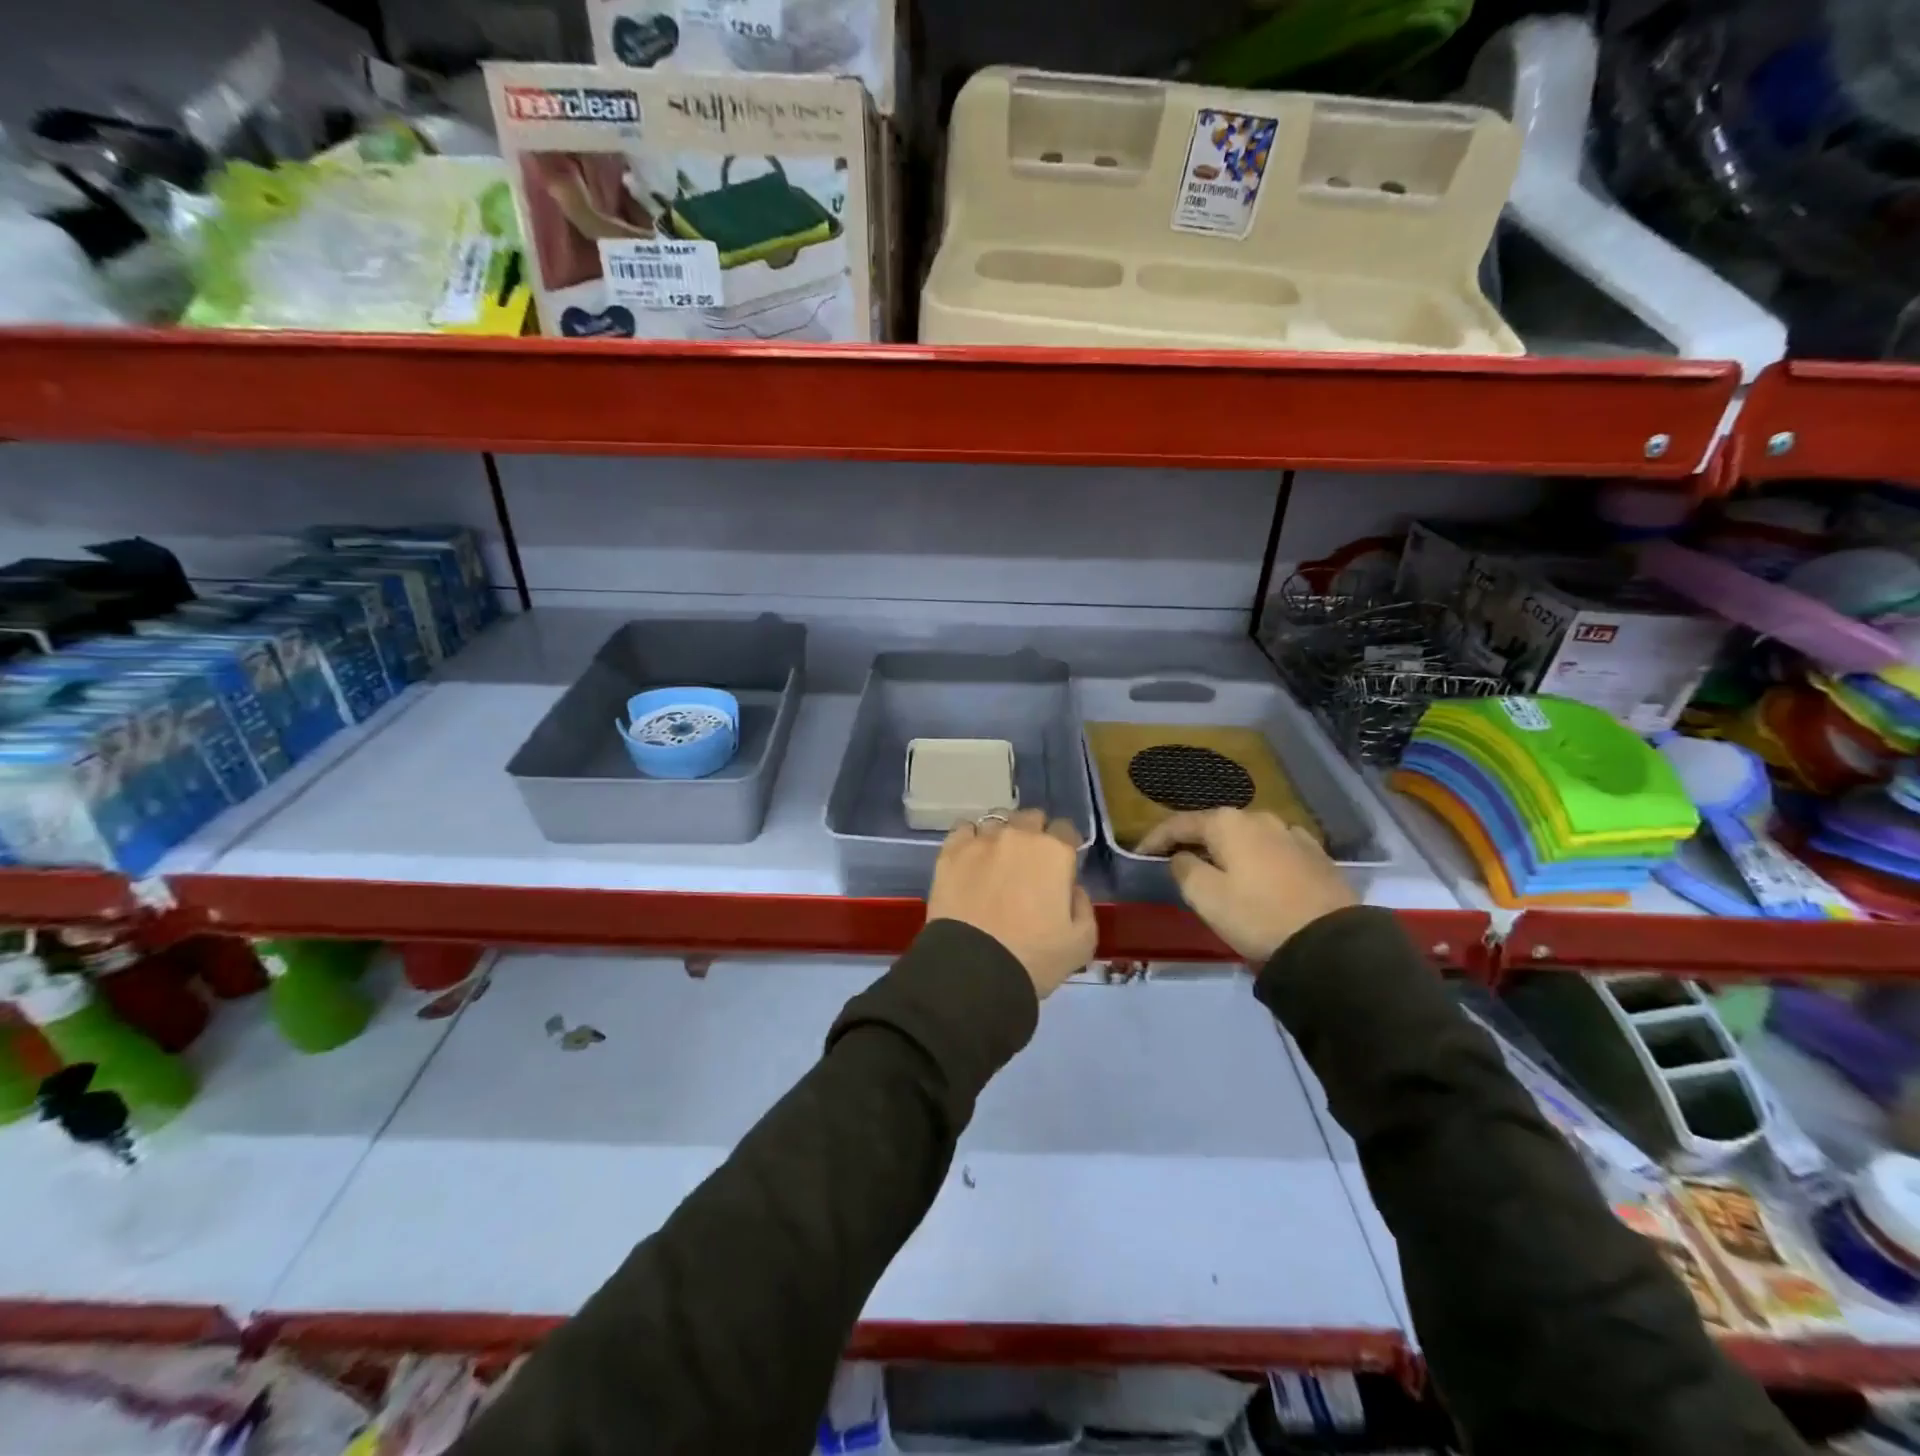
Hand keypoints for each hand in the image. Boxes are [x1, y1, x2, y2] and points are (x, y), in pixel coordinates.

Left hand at [927, 808, 1095, 999]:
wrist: (974, 969)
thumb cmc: (1034, 958)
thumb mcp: (1082, 942)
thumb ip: (1083, 906)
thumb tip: (1072, 888)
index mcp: (1055, 852)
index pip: (1066, 829)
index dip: (1065, 845)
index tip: (1060, 866)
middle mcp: (1019, 836)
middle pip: (1031, 818)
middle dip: (1034, 834)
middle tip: (1029, 864)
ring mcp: (982, 840)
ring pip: (997, 820)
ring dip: (1002, 834)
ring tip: (996, 859)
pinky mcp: (951, 851)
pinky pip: (964, 830)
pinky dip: (970, 839)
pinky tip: (970, 858)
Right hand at [1135, 809, 1356, 963]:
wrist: (1331, 943)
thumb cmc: (1257, 915)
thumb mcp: (1205, 896)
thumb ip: (1183, 869)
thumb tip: (1181, 857)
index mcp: (1228, 823)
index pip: (1180, 823)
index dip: (1155, 838)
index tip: (1139, 854)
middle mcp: (1260, 818)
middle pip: (1215, 826)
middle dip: (1193, 841)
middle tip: (1176, 861)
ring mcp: (1292, 834)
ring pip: (1247, 837)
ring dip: (1228, 850)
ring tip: (1217, 869)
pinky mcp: (1316, 855)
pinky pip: (1274, 850)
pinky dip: (1257, 858)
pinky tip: (1258, 874)